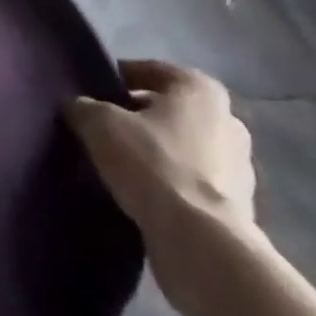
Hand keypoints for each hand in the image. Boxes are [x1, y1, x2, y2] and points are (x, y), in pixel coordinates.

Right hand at [66, 60, 255, 293]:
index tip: (92, 93)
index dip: (117, 78)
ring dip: (155, 152)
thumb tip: (77, 106)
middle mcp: (227, 120)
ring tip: (118, 165)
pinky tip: (140, 196)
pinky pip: (191, 183)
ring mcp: (238, 167)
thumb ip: (84, 107)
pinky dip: (169, 185)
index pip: (149, 70)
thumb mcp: (100, 124)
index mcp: (200, 89)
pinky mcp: (237, 209)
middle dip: (138, 116)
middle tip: (102, 128)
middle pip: (169, 109)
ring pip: (182, 147)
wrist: (201, 244)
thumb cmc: (153, 164)